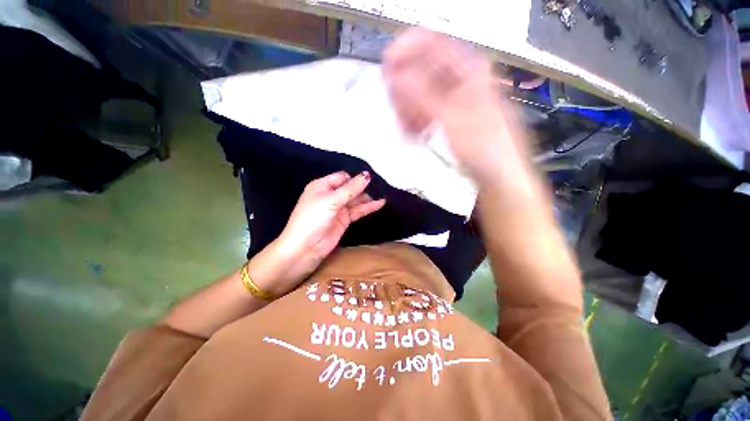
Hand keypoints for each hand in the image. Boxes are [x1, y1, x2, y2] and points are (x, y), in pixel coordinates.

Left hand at [251, 171, 385, 295]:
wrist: (305, 248)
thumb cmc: (313, 218)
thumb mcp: (331, 200)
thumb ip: (351, 189)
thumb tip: (367, 175)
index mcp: (322, 186)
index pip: (342, 177)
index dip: (355, 177)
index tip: (371, 178)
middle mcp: (330, 195)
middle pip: (350, 188)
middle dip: (363, 187)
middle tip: (381, 185)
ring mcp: (338, 208)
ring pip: (355, 199)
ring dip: (368, 197)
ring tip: (383, 193)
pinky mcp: (344, 220)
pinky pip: (358, 210)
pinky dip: (368, 207)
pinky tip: (380, 203)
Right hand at [383, 28, 528, 183]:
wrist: (497, 170)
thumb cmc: (485, 146)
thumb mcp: (452, 119)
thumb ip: (423, 96)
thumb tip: (398, 78)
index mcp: (468, 69)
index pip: (431, 43)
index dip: (406, 50)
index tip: (387, 67)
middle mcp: (461, 78)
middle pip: (422, 70)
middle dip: (405, 90)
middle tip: (397, 110)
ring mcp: (454, 97)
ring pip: (421, 92)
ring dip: (409, 108)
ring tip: (407, 128)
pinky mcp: (449, 114)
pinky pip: (425, 109)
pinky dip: (416, 119)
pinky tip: (415, 132)